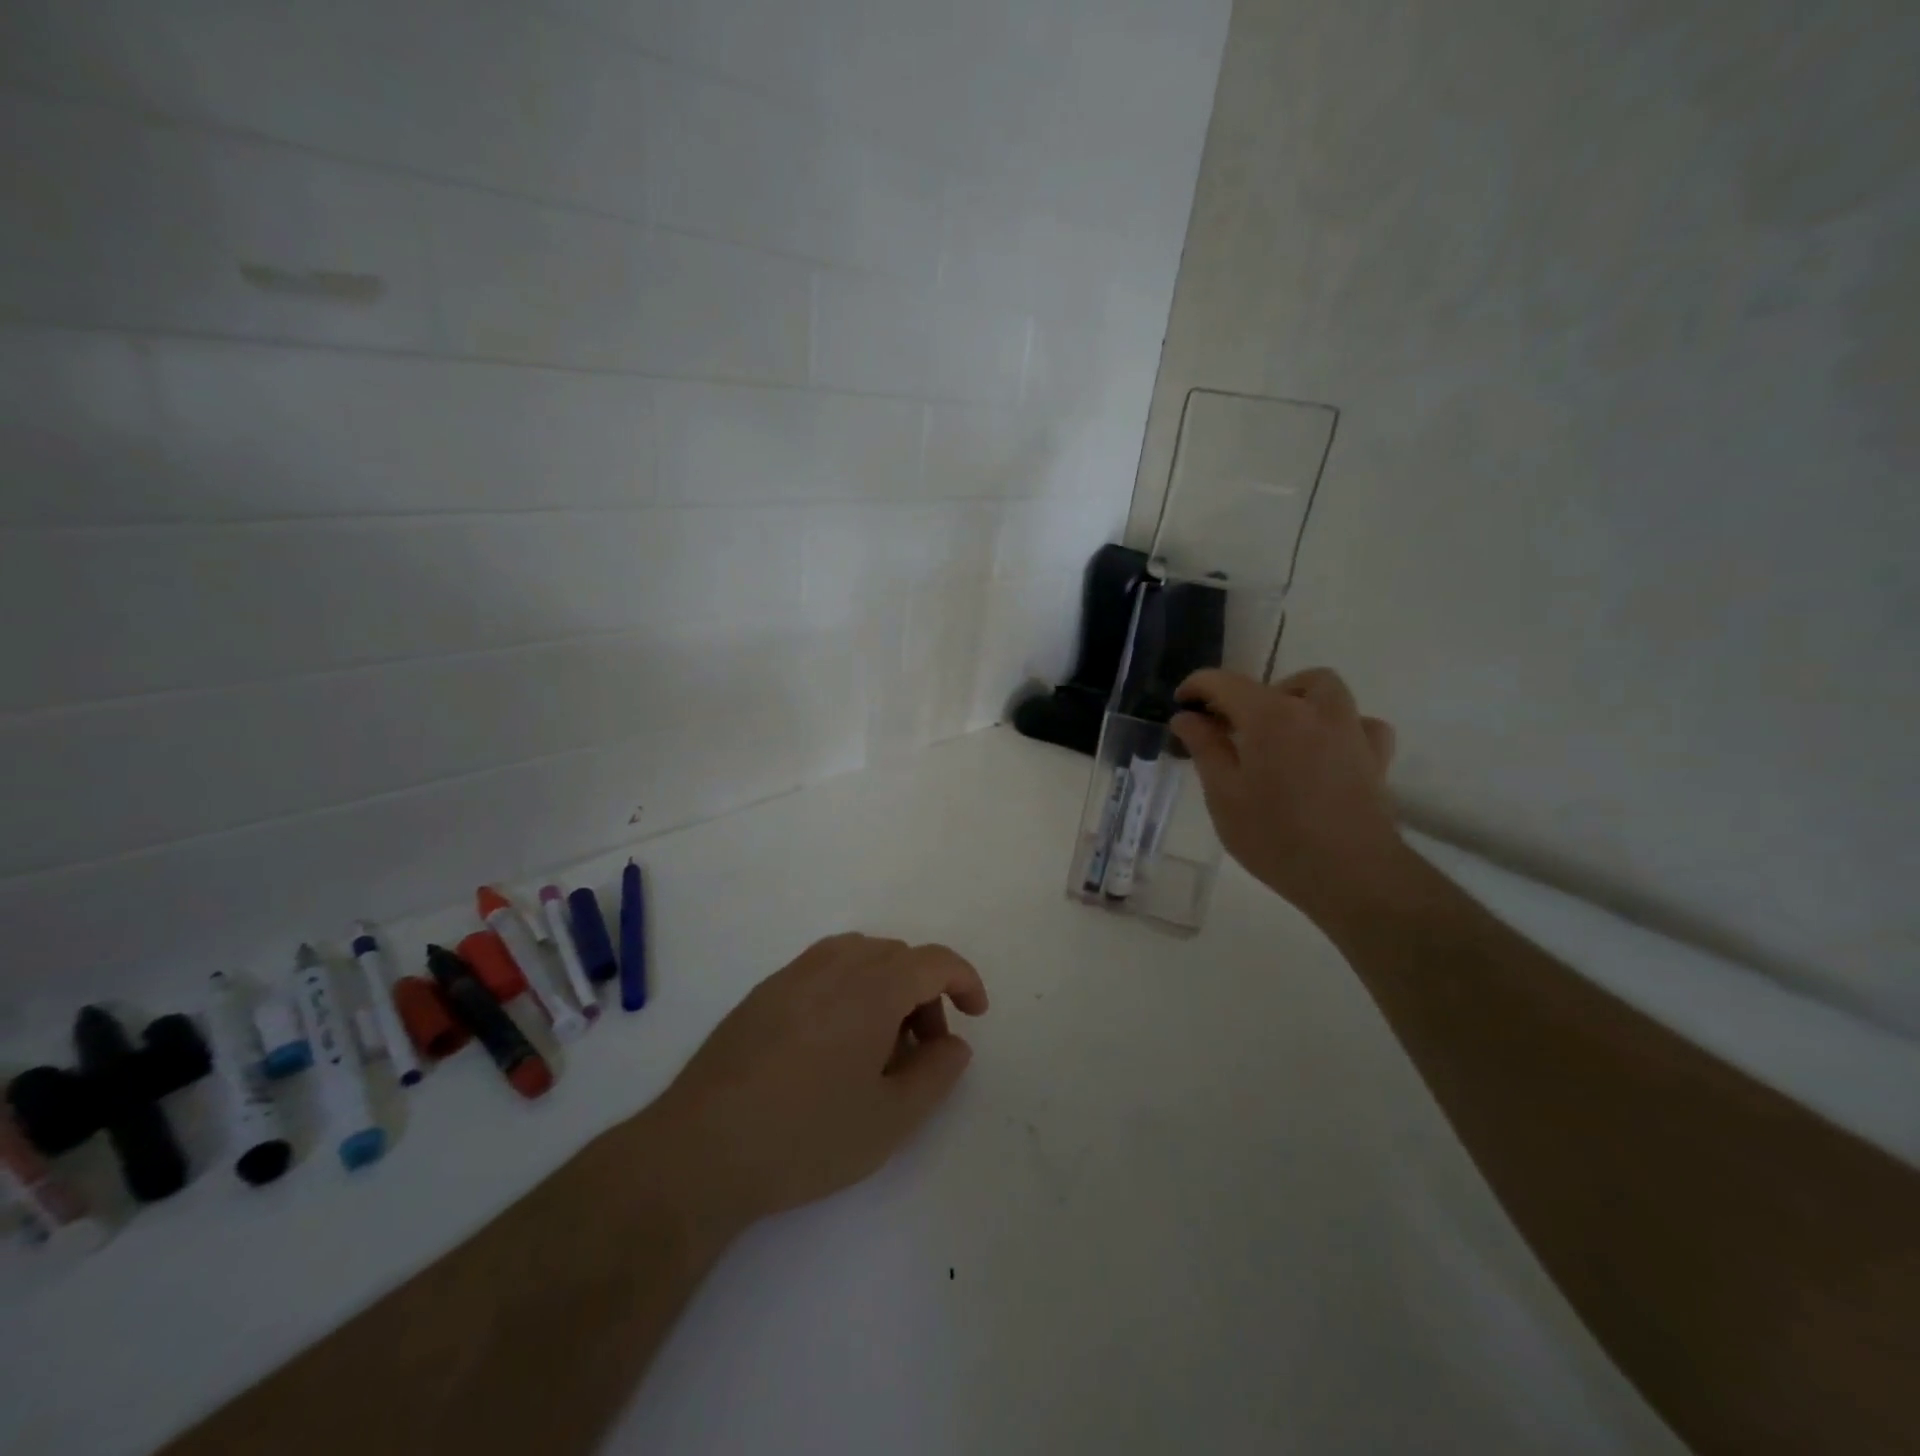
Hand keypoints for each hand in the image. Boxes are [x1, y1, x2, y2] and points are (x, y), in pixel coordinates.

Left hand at [643, 934, 988, 1238]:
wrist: (700, 1150)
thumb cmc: (805, 1136)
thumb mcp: (889, 1119)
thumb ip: (936, 1074)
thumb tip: (955, 1043)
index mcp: (870, 987)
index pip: (933, 960)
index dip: (963, 979)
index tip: (976, 1013)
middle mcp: (833, 966)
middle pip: (896, 956)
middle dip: (924, 993)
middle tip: (923, 1050)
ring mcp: (791, 976)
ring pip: (858, 956)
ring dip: (885, 987)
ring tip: (880, 1044)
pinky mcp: (762, 994)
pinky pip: (822, 969)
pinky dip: (848, 989)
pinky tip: (834, 1043)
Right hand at [1171, 667, 1405, 925]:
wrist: (1351, 874)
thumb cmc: (1274, 836)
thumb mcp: (1223, 794)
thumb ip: (1204, 748)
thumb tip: (1186, 716)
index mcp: (1269, 715)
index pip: (1224, 683)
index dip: (1197, 687)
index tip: (1181, 704)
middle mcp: (1313, 710)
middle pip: (1277, 683)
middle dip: (1248, 696)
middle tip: (1229, 729)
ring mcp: (1350, 730)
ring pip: (1324, 691)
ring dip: (1296, 700)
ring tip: (1277, 734)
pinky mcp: (1376, 757)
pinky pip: (1358, 724)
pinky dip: (1338, 727)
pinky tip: (1324, 751)